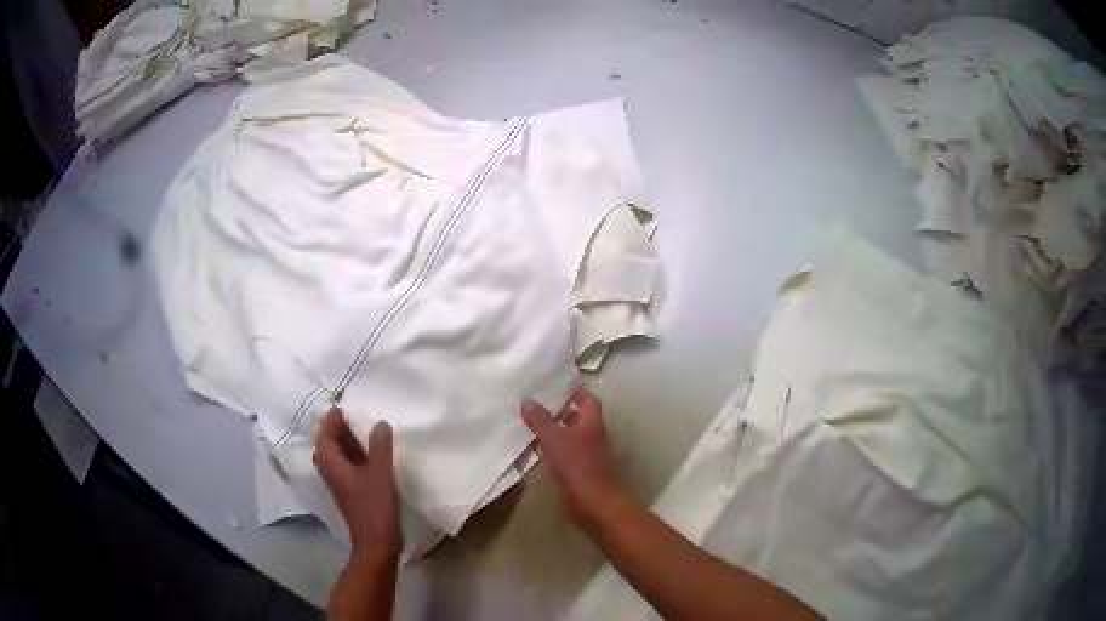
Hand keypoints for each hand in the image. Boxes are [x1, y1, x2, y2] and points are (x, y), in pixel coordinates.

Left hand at [313, 408, 401, 560]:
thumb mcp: (380, 473)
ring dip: (346, 440)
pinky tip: (369, 451)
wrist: (376, 542)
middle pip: (328, 442)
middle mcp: (330, 469)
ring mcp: (339, 481)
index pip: (325, 432)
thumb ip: (379, 446)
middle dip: (337, 427)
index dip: (332, 417)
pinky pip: (347, 464)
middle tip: (352, 411)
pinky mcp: (350, 490)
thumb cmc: (374, 506)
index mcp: (331, 462)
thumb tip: (379, 422)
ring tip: (361, 426)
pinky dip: (354, 453)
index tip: (342, 402)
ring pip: (338, 454)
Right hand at [521, 385, 626, 526]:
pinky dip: (550, 452)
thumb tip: (527, 400)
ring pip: (569, 439)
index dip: (578, 391)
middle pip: (578, 419)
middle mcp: (592, 437)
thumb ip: (540, 419)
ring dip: (554, 432)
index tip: (564, 384)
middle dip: (562, 412)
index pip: (588, 400)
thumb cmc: (576, 464)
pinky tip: (533, 452)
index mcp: (591, 423)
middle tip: (540, 404)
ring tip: (531, 426)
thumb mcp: (554, 438)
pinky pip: (562, 456)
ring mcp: (586, 456)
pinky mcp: (577, 473)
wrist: (592, 502)